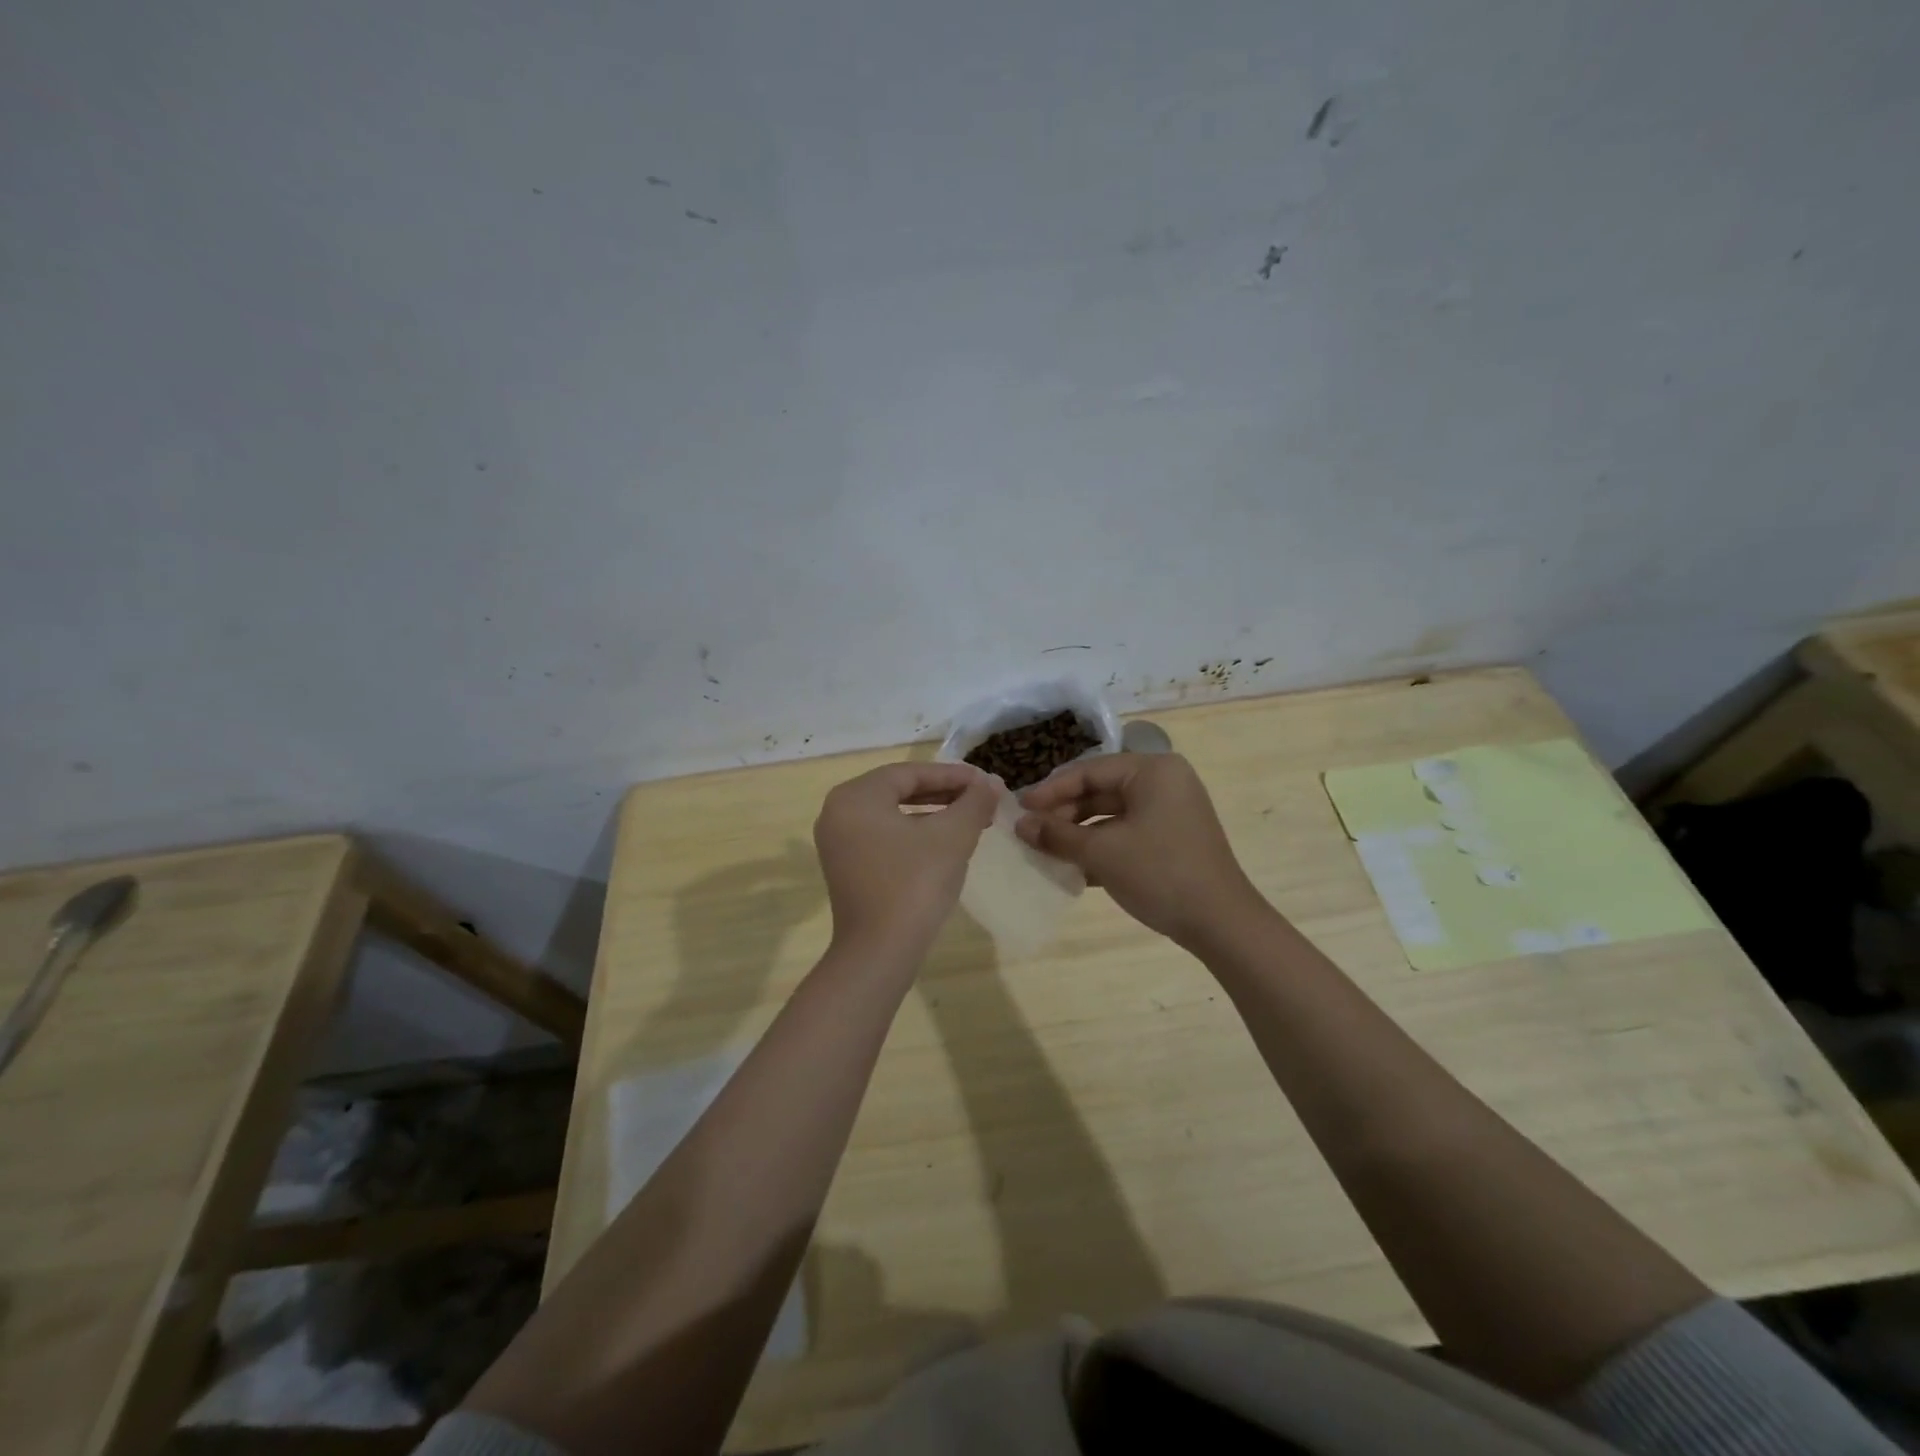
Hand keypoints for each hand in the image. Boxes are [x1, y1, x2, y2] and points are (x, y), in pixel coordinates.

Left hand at [813, 762, 997, 957]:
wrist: (880, 952)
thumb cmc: (915, 884)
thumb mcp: (953, 836)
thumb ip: (974, 802)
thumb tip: (991, 782)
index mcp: (856, 796)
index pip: (910, 773)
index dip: (952, 775)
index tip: (985, 782)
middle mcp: (838, 812)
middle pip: (899, 790)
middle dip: (944, 793)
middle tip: (981, 799)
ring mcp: (837, 841)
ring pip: (893, 814)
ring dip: (932, 813)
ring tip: (970, 820)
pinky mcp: (845, 867)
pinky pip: (883, 836)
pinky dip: (914, 833)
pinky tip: (944, 843)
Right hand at [1016, 753, 1265, 946]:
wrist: (1221, 923)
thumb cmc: (1159, 873)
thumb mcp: (1101, 852)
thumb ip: (1056, 834)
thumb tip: (1019, 824)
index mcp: (1152, 771)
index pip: (1089, 771)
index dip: (1050, 790)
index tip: (1019, 808)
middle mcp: (1164, 782)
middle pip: (1100, 790)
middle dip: (1064, 814)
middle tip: (1030, 832)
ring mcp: (1171, 811)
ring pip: (1111, 814)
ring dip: (1078, 833)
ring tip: (1046, 850)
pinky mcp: (1172, 838)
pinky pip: (1127, 832)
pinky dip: (1100, 846)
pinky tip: (1073, 866)